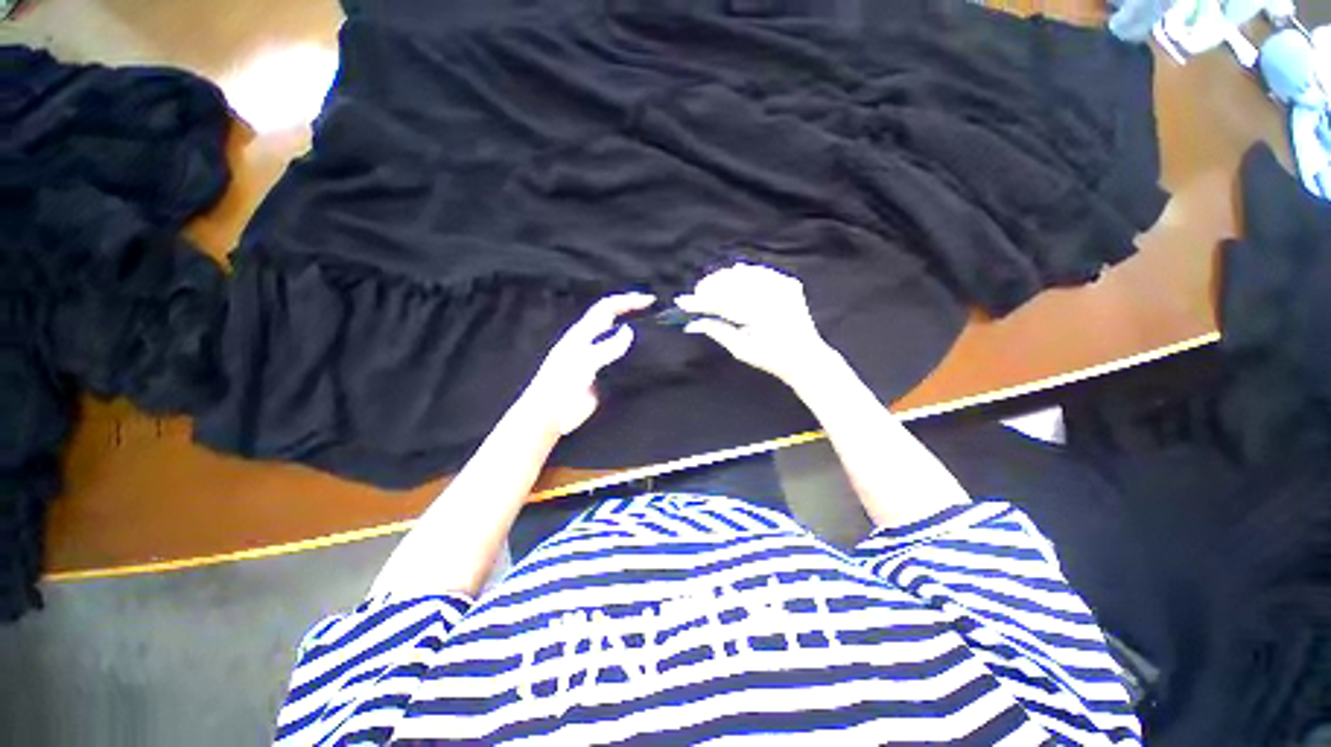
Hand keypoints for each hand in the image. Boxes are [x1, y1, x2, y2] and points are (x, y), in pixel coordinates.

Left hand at [518, 292, 655, 436]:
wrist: (550, 416)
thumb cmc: (561, 386)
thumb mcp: (583, 363)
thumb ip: (607, 347)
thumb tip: (629, 331)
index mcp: (583, 334)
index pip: (607, 308)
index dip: (627, 301)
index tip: (650, 301)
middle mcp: (591, 343)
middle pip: (614, 320)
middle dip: (633, 313)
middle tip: (657, 315)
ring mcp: (597, 360)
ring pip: (619, 341)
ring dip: (636, 334)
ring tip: (657, 335)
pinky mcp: (602, 377)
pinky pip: (621, 362)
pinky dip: (635, 356)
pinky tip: (647, 361)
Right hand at [676, 263, 836, 386]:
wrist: (805, 357)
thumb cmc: (770, 359)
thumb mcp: (740, 349)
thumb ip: (716, 330)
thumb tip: (691, 322)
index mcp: (761, 314)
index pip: (723, 302)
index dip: (700, 301)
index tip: (681, 302)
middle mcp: (772, 294)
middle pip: (731, 281)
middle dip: (710, 287)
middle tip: (696, 297)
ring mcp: (782, 285)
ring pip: (743, 272)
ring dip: (723, 279)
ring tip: (710, 289)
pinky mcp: (787, 283)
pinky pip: (758, 272)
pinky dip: (742, 274)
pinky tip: (732, 277)